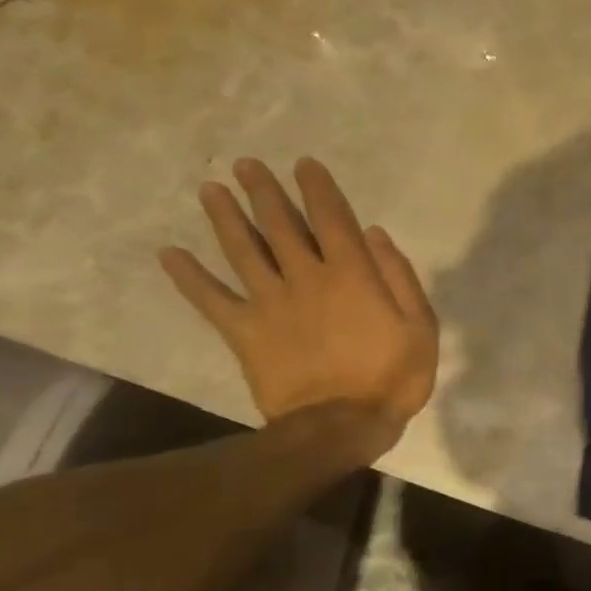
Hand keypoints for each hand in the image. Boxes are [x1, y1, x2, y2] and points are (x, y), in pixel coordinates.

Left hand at [159, 157, 437, 455]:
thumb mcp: (421, 326)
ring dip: (226, 218)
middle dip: (265, 192)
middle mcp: (306, 277)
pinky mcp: (245, 332)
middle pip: (281, 225)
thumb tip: (374, 235)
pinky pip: (211, 299)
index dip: (318, 189)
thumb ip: (400, 277)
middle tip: (246, 165)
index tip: (304, 165)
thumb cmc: (392, 376)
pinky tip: (169, 254)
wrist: (340, 426)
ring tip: (210, 190)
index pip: (332, 219)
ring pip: (244, 251)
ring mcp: (271, 303)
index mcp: (352, 274)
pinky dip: (189, 277)